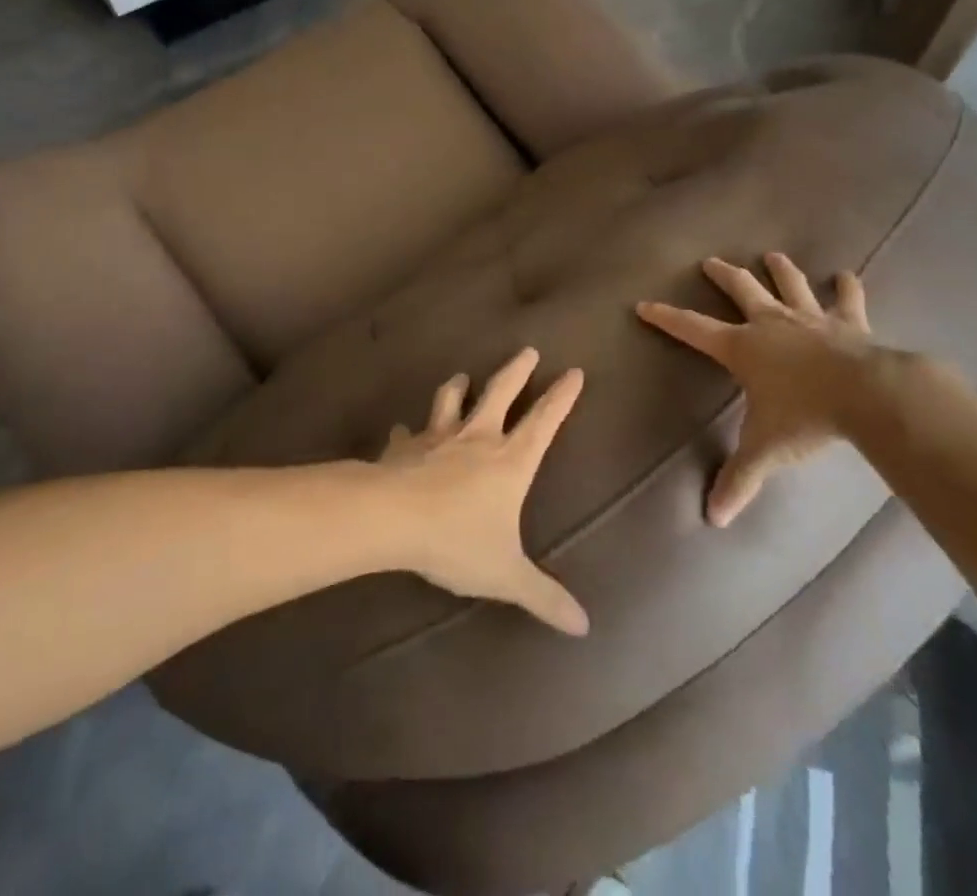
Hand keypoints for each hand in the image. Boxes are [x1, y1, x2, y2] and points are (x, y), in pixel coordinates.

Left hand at [379, 347, 589, 635]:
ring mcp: (437, 438)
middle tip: (529, 350)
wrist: (392, 518)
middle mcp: (477, 439)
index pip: (544, 422)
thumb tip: (584, 626)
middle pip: (500, 393)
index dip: (561, 398)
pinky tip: (401, 432)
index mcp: (509, 462)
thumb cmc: (457, 540)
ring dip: (457, 386)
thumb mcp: (505, 574)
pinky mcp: (404, 448)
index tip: (574, 372)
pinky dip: (406, 432)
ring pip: (450, 400)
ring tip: (461, 376)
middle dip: (517, 371)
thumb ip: (543, 596)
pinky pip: (406, 435)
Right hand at [638, 253, 881, 527]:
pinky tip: (848, 275)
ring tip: (773, 255)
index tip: (644, 304)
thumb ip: (739, 479)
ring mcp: (810, 318)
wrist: (867, 395)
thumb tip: (713, 519)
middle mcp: (770, 323)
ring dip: (780, 270)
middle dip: (723, 275)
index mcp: (742, 347)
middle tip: (710, 262)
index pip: (692, 329)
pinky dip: (847, 287)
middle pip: (741, 290)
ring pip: (790, 285)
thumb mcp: (765, 449)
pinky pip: (848, 300)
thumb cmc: (806, 417)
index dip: (666, 318)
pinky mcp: (848, 323)